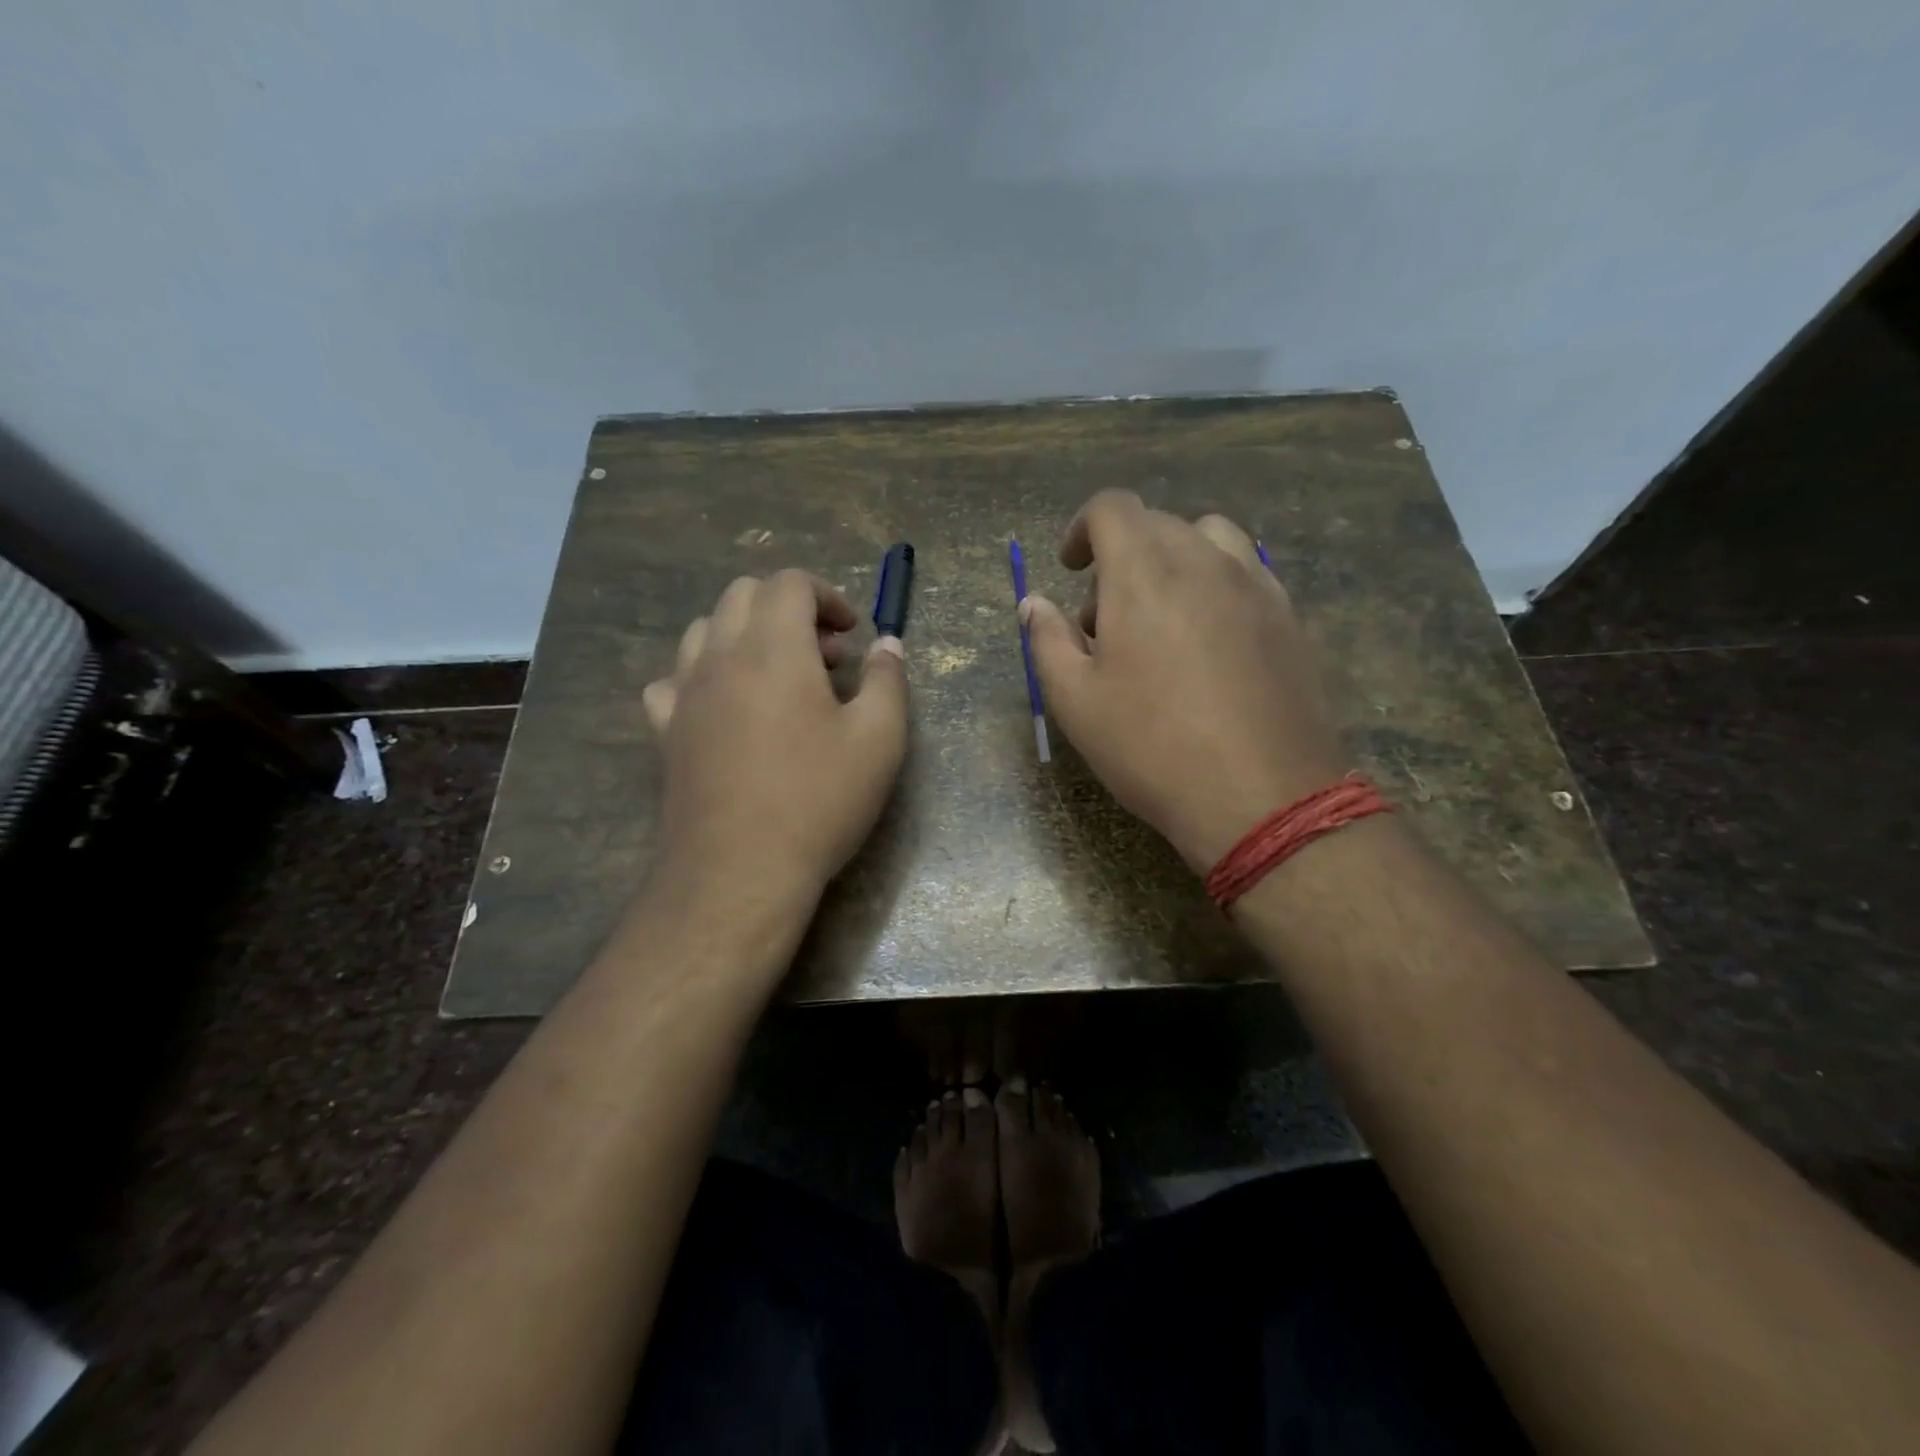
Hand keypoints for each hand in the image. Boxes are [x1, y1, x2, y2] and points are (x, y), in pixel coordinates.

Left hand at [643, 570, 907, 902]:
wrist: (740, 870)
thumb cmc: (818, 800)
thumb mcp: (879, 739)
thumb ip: (887, 680)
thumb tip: (887, 645)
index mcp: (774, 648)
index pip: (790, 583)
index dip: (827, 596)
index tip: (852, 634)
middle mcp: (720, 656)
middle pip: (743, 594)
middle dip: (789, 609)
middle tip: (825, 656)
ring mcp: (684, 692)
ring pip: (705, 630)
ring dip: (746, 635)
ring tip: (780, 678)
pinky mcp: (665, 730)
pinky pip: (675, 679)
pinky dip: (704, 675)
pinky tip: (726, 708)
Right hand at [1020, 490, 1347, 872]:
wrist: (1261, 797)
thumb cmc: (1152, 748)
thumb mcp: (1075, 701)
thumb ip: (1047, 640)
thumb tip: (1033, 603)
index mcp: (1144, 572)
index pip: (1112, 508)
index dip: (1082, 527)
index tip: (1070, 566)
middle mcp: (1205, 561)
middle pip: (1158, 524)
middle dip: (1122, 556)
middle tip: (1105, 620)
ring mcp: (1257, 586)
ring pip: (1210, 540)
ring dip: (1174, 561)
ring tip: (1162, 619)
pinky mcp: (1290, 618)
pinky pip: (1247, 574)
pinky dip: (1216, 585)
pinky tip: (1210, 643)